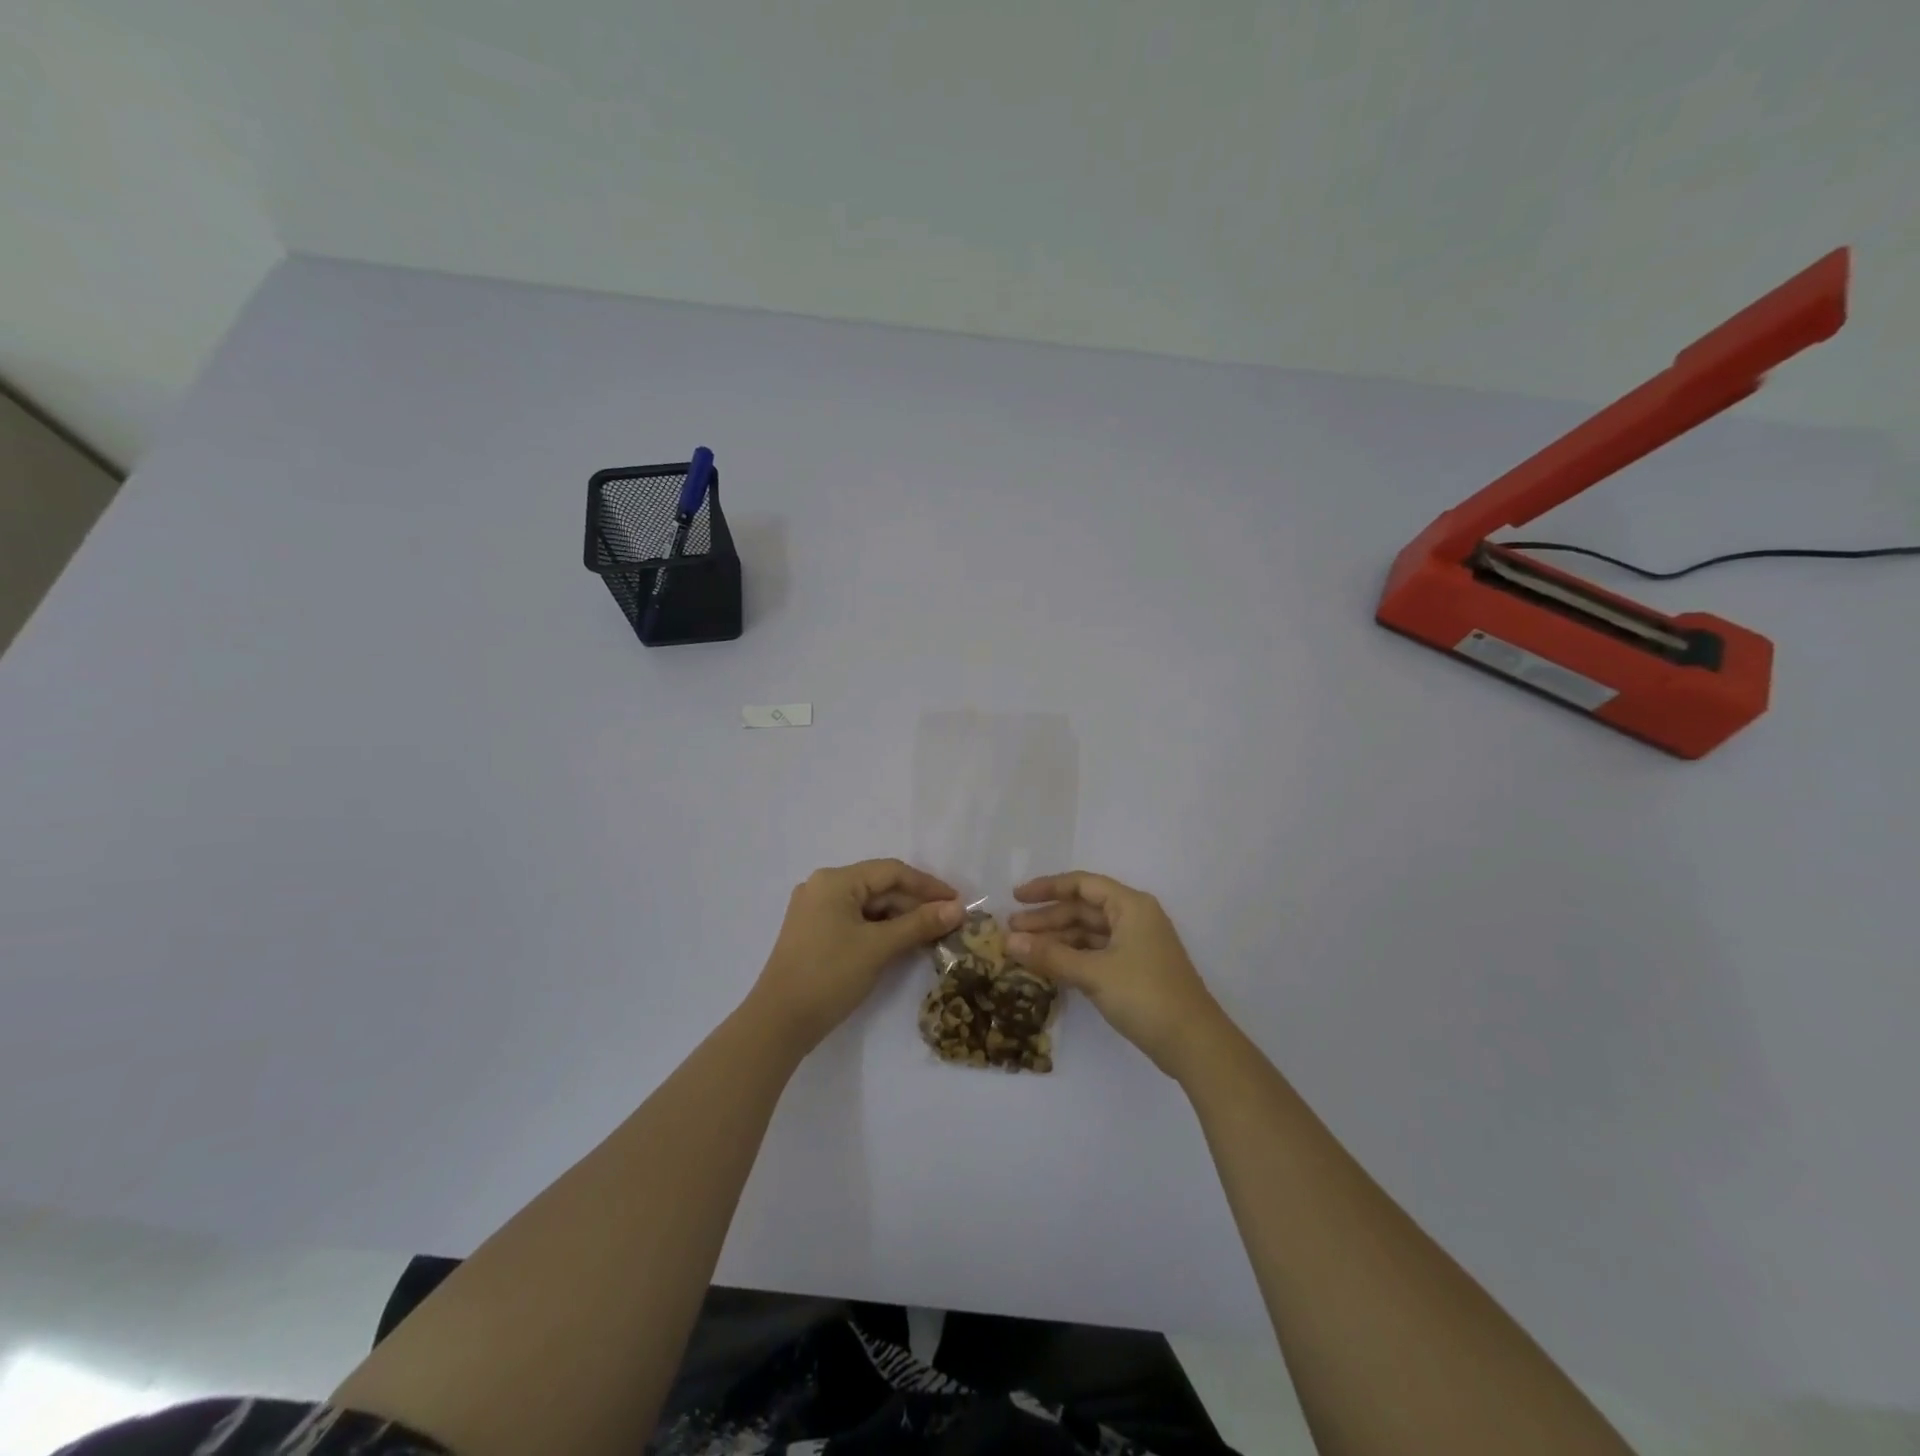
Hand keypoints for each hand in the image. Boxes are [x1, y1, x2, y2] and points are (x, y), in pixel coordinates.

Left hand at [751, 859, 961, 1051]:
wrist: (779, 1023)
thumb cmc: (829, 975)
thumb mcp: (879, 947)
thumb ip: (920, 924)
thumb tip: (958, 908)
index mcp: (835, 880)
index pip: (891, 872)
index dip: (928, 885)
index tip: (958, 902)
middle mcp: (823, 887)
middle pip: (880, 887)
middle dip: (915, 904)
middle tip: (949, 922)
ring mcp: (816, 911)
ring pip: (869, 906)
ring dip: (900, 919)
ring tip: (932, 935)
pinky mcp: (815, 934)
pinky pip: (856, 922)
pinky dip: (881, 930)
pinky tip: (903, 944)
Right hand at [1007, 872, 1228, 1079]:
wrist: (1194, 1044)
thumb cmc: (1145, 995)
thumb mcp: (1093, 973)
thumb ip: (1050, 955)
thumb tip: (1008, 941)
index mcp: (1130, 906)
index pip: (1082, 884)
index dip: (1047, 888)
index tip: (1016, 898)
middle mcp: (1134, 918)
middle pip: (1083, 909)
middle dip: (1047, 918)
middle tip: (1011, 930)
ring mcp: (1136, 945)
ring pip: (1088, 932)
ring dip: (1057, 939)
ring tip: (1023, 949)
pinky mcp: (1135, 969)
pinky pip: (1096, 952)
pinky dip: (1072, 956)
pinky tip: (1048, 966)